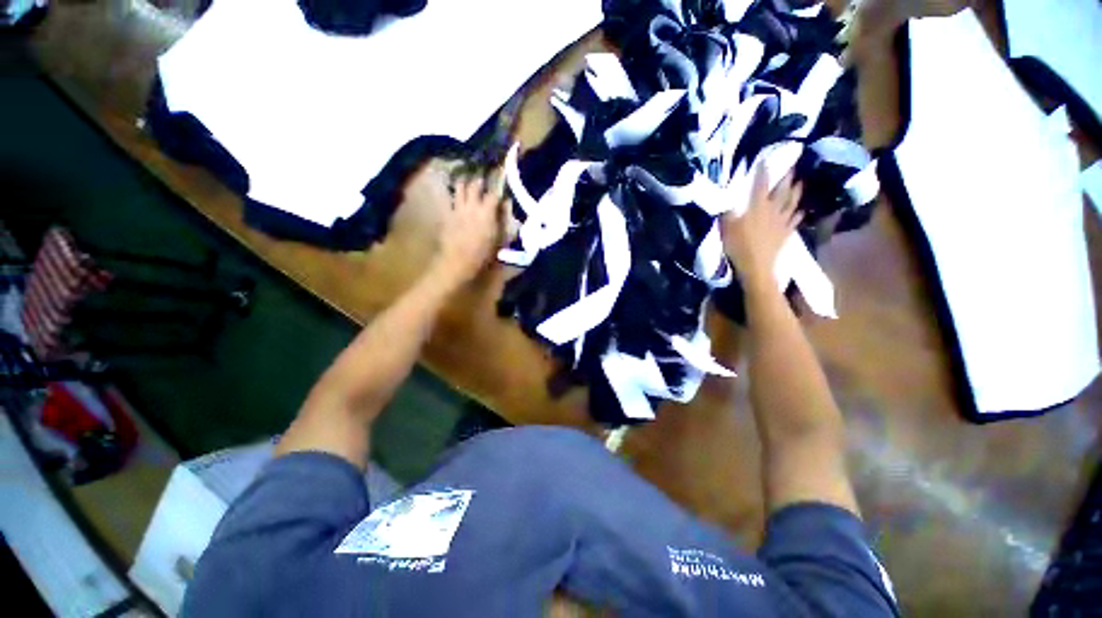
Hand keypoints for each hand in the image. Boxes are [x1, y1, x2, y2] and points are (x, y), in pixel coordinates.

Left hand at [430, 177, 504, 287]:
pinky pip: (451, 200)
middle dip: (479, 181)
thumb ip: (502, 220)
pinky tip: (456, 198)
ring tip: (466, 182)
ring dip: (464, 183)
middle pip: (474, 186)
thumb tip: (506, 207)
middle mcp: (472, 206)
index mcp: (487, 212)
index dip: (498, 187)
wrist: (458, 261)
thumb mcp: (499, 239)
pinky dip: (454, 197)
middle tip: (482, 180)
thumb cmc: (483, 254)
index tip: (501, 185)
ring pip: (459, 188)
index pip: (494, 194)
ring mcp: (457, 209)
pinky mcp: (447, 215)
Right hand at [720, 165, 802, 288]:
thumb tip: (727, 198)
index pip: (760, 184)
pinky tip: (800, 211)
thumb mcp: (726, 228)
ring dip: (796, 192)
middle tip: (791, 166)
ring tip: (799, 183)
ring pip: (792, 203)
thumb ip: (728, 211)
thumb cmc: (738, 246)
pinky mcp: (786, 233)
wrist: (757, 266)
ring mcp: (782, 221)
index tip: (765, 159)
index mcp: (757, 207)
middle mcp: (772, 210)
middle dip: (786, 177)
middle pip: (782, 190)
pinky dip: (798, 213)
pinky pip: (795, 220)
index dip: (762, 171)